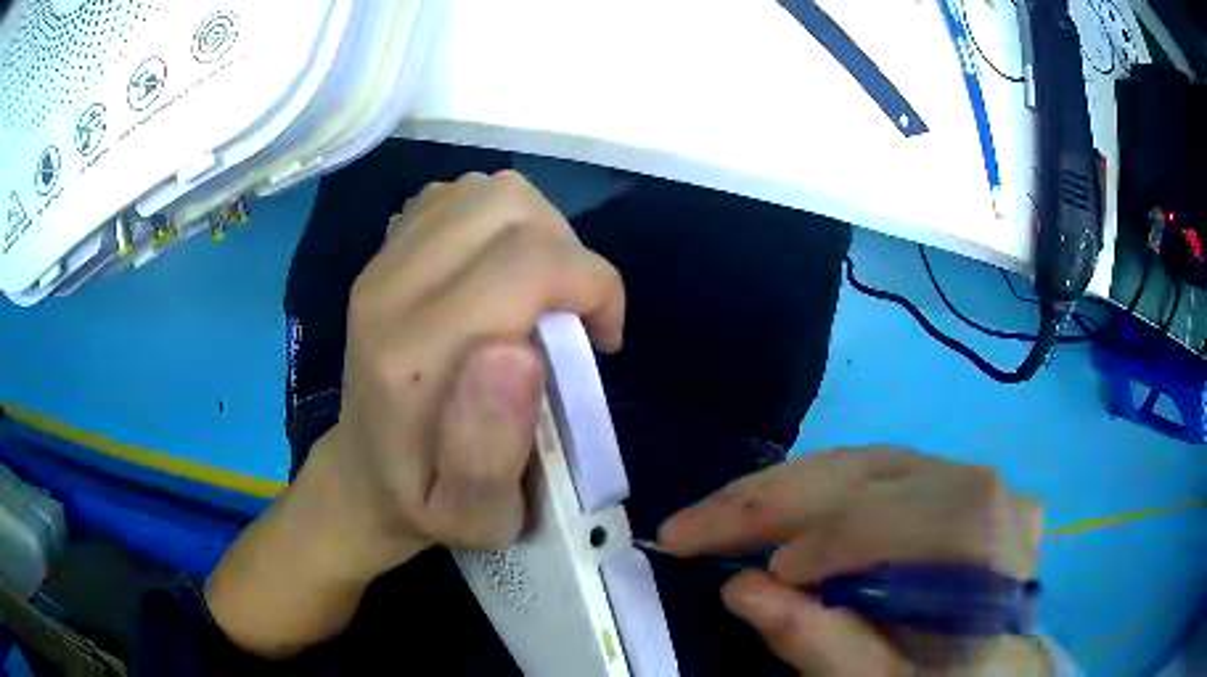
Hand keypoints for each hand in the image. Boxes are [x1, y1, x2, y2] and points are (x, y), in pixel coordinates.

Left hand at [205, 171, 624, 655]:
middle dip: (569, 251)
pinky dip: (497, 222)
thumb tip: (521, 352)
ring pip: (486, 191)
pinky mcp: (383, 253)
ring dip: (537, 232)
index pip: (527, 264)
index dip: (592, 285)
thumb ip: (493, 450)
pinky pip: (456, 197)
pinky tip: (497, 273)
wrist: (362, 478)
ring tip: (541, 292)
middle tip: (573, 313)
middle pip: (508, 206)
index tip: (602, 339)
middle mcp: (389, 290)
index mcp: (414, 358)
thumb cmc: (429, 505)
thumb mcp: (476, 516)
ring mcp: (380, 263)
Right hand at [657, 447, 1048, 675]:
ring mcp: (963, 476)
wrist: (992, 668)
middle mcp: (983, 486)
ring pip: (858, 463)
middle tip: (687, 527)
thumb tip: (742, 591)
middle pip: (867, 473)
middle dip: (769, 500)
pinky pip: (868, 474)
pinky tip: (770, 512)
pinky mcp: (941, 483)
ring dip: (778, 491)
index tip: (747, 575)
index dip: (819, 544)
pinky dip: (809, 494)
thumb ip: (826, 646)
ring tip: (715, 517)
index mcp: (987, 536)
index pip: (895, 518)